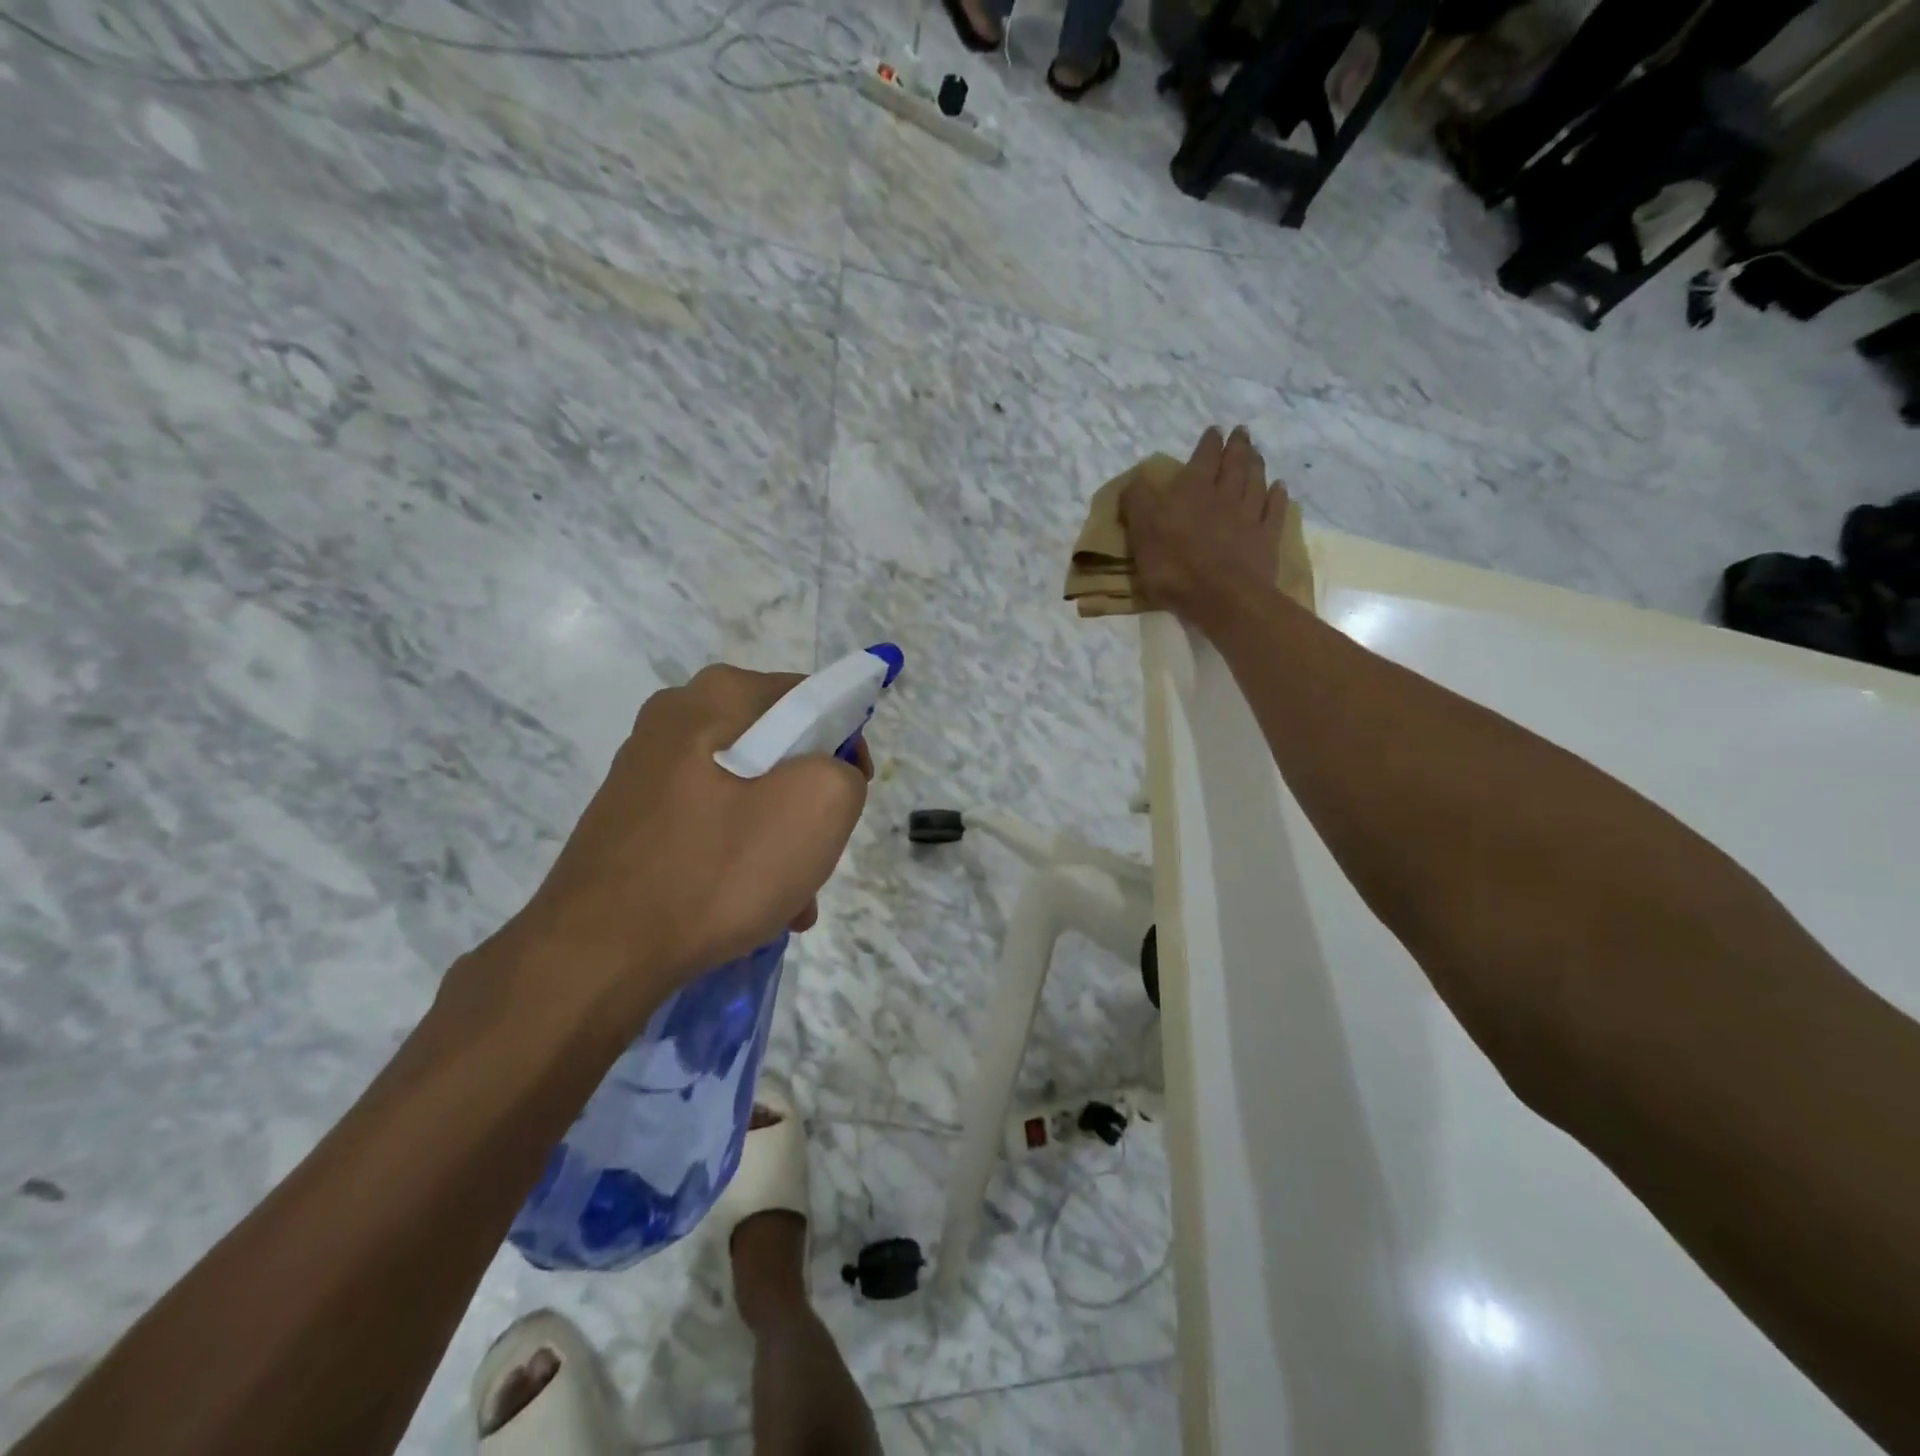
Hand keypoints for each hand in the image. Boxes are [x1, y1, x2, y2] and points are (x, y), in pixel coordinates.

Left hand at [507, 664, 870, 1020]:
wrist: (596, 954)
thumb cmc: (718, 868)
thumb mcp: (818, 806)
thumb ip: (844, 771)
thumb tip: (827, 776)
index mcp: (717, 696)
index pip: (811, 698)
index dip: (846, 744)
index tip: (851, 797)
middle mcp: (676, 718)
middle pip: (778, 749)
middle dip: (810, 803)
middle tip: (819, 854)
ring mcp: (647, 769)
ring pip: (746, 792)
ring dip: (779, 839)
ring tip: (792, 899)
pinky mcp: (632, 817)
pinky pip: (710, 823)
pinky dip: (740, 856)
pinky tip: (752, 908)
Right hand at [1120, 425, 1287, 628]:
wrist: (1223, 598)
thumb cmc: (1175, 567)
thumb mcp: (1141, 533)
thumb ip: (1138, 503)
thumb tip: (1136, 482)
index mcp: (1192, 491)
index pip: (1202, 458)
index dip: (1208, 443)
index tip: (1214, 431)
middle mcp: (1224, 495)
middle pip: (1234, 464)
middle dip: (1237, 446)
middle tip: (1242, 432)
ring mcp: (1249, 517)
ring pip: (1256, 481)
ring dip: (1256, 465)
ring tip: (1257, 453)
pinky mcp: (1266, 539)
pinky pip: (1274, 510)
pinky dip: (1277, 496)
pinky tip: (1279, 487)